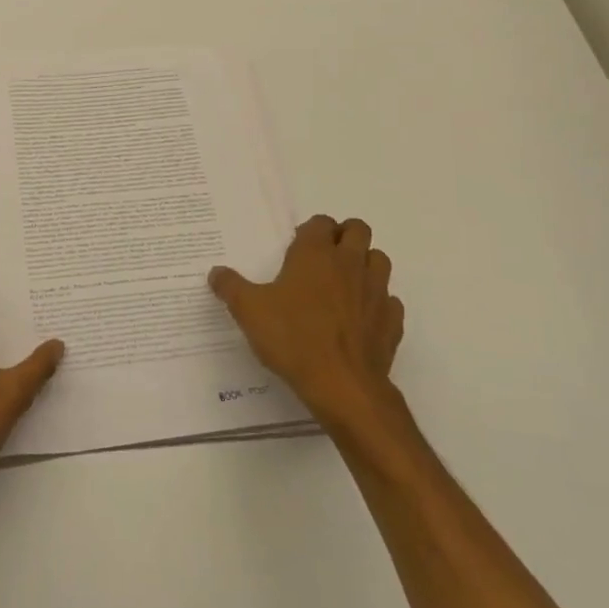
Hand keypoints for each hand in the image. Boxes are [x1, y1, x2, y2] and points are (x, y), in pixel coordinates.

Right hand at [209, 215, 404, 432]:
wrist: (342, 385)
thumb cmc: (293, 338)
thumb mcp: (248, 311)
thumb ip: (231, 287)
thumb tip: (216, 272)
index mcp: (316, 253)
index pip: (321, 222)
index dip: (310, 230)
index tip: (296, 248)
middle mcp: (350, 263)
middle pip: (358, 230)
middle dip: (344, 236)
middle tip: (323, 258)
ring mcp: (376, 291)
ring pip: (379, 260)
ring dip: (365, 264)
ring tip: (344, 284)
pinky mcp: (391, 320)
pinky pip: (390, 300)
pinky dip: (378, 303)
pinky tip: (360, 318)